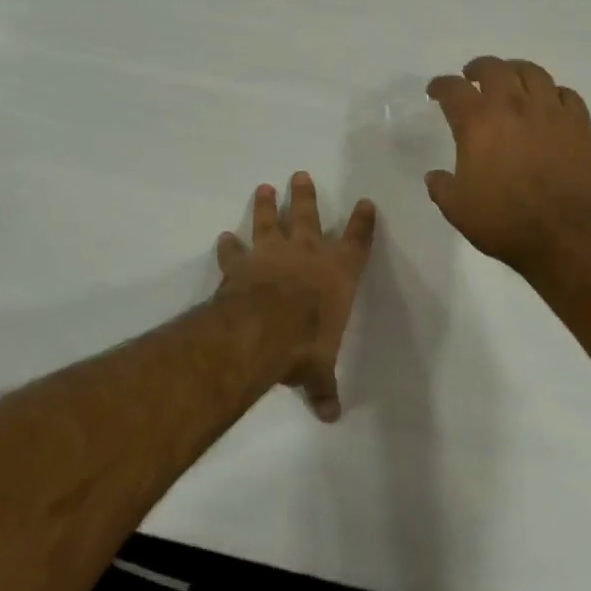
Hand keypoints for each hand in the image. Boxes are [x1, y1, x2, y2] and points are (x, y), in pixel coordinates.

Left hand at [216, 172, 375, 421]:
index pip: (357, 242)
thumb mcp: (318, 370)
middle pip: (309, 216)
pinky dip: (229, 245)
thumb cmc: (306, 343)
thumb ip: (323, 387)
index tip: (366, 203)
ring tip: (265, 187)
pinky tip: (224, 237)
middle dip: (306, 196)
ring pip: (271, 221)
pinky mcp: (243, 262)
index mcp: (338, 274)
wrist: (264, 329)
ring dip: (268, 206)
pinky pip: (235, 250)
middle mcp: (307, 255)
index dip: (363, 223)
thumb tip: (330, 416)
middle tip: (300, 174)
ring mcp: (272, 253)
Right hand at [425, 56, 590, 273]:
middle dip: (478, 69)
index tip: (436, 91)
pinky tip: (549, 104)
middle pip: (494, 68)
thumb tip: (435, 176)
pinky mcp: (579, 124)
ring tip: (512, 81)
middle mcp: (512, 106)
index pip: (453, 89)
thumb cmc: (503, 221)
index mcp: (477, 122)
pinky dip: (553, 93)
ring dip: (516, 72)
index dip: (440, 86)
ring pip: (533, 72)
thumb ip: (442, 187)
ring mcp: (549, 111)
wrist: (562, 234)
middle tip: (473, 77)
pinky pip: (566, 94)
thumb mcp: (457, 209)